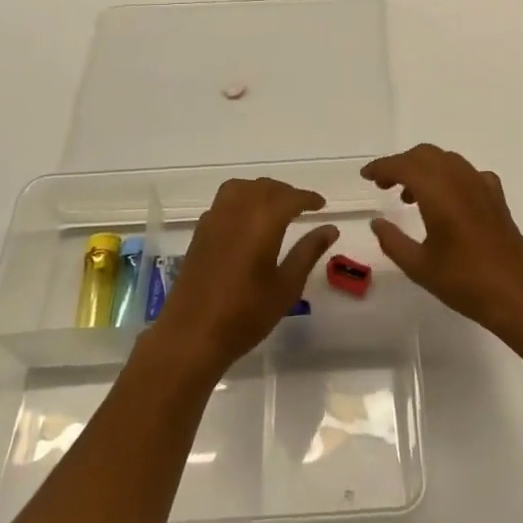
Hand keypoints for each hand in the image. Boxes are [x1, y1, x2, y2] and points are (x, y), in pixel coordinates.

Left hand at [152, 178, 337, 371]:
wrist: (192, 335)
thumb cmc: (246, 314)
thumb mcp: (286, 286)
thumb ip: (308, 252)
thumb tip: (330, 228)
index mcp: (263, 221)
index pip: (290, 197)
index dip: (308, 198)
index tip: (321, 205)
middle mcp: (237, 211)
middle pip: (264, 187)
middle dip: (286, 192)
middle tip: (302, 207)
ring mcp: (214, 220)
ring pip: (241, 188)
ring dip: (261, 191)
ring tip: (274, 209)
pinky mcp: (200, 232)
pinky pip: (224, 201)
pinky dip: (241, 200)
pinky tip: (247, 222)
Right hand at [362, 145, 522, 338]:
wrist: (517, 295)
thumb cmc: (464, 282)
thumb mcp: (418, 266)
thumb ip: (392, 240)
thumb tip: (377, 222)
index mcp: (439, 193)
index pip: (404, 166)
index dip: (382, 167)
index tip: (366, 176)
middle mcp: (460, 180)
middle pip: (425, 155)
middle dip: (401, 164)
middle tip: (384, 185)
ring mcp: (482, 186)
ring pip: (447, 160)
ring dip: (424, 168)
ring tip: (409, 197)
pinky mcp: (496, 197)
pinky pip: (468, 173)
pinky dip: (449, 177)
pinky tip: (447, 200)